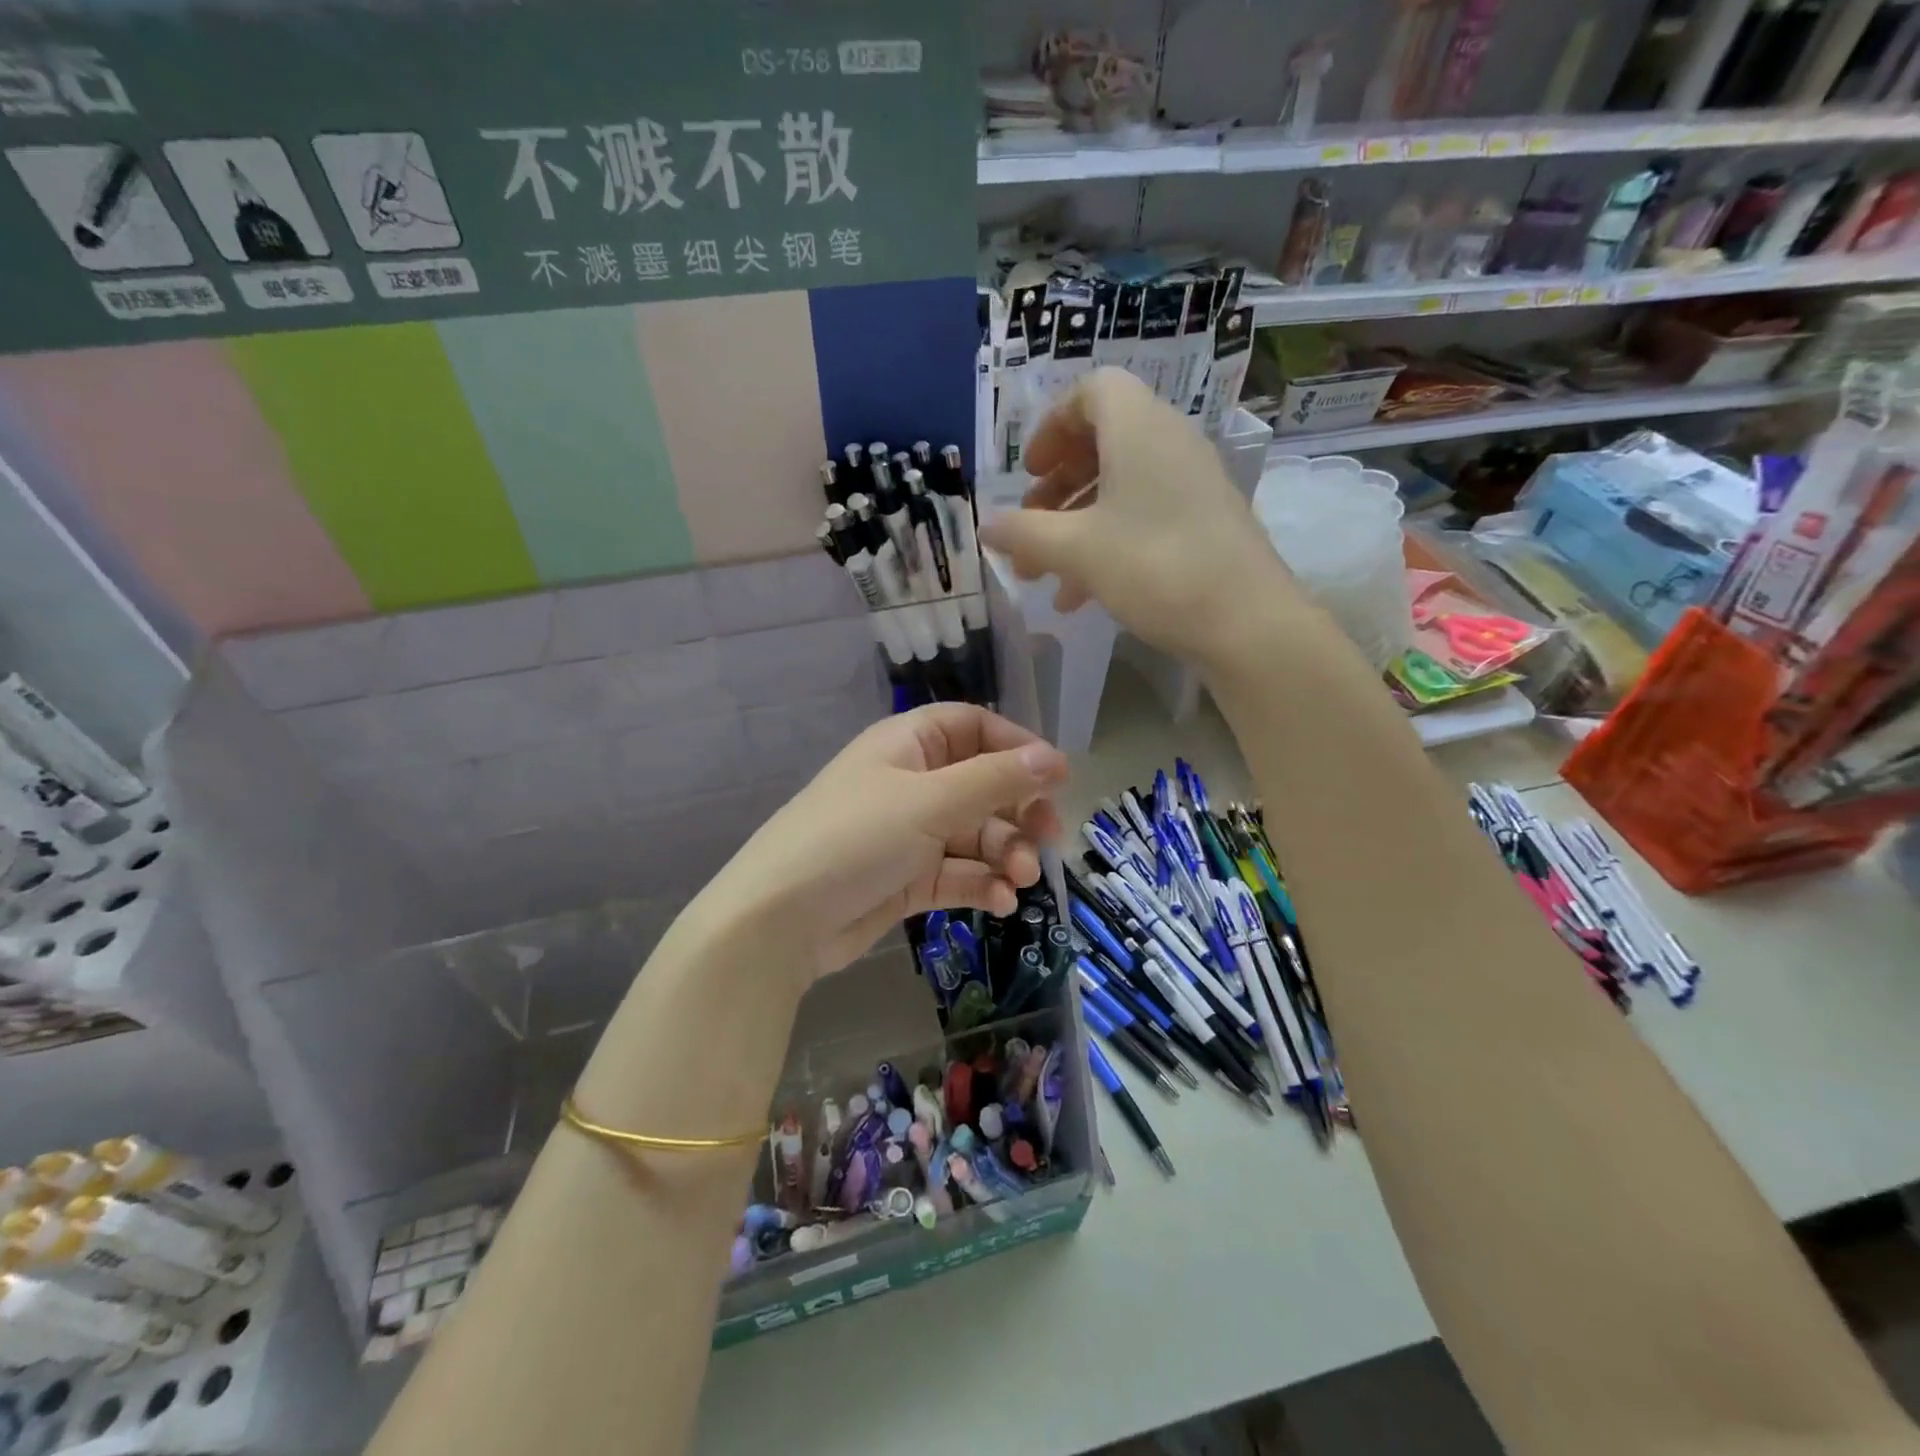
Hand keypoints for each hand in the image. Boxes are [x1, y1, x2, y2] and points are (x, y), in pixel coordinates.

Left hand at [701, 704, 1067, 984]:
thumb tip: (1052, 757)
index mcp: (908, 745)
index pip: (974, 727)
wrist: (779, 920)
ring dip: (1006, 853)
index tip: (1057, 777)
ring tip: (1021, 879)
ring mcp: (908, 833)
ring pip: (975, 834)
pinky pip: (958, 873)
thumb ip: (995, 779)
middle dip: (1019, 809)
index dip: (1017, 746)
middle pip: (983, 784)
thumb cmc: (855, 839)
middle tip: (1050, 837)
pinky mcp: (907, 879)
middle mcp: (911, 783)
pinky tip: (1001, 902)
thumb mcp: (929, 801)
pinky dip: (982, 884)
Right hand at [981, 367, 1307, 667]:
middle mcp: (1169, 443)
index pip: (1091, 391)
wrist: (1246, 622)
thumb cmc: (1154, 567)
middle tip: (1029, 526)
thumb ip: (1025, 533)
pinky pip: (1144, 515)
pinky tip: (1078, 596)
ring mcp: (1192, 484)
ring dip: (1074, 524)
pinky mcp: (1204, 522)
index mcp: (1139, 428)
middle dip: (1056, 487)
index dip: (1052, 426)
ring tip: (1041, 573)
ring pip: (1119, 487)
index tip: (1029, 471)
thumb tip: (985, 526)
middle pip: (1102, 442)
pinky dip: (1106, 542)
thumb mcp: (1076, 549)